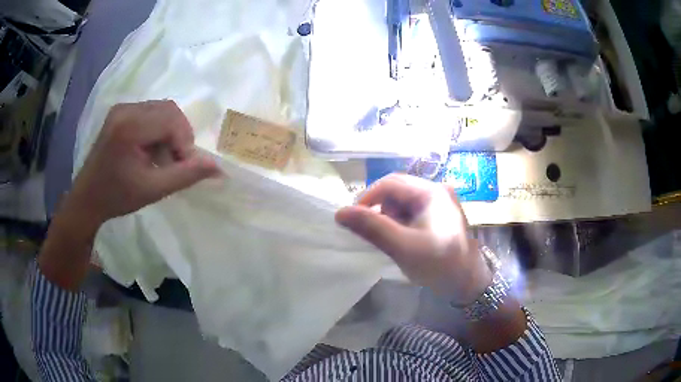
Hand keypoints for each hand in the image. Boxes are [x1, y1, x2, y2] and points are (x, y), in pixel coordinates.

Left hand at [65, 100, 219, 231]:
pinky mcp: (120, 112)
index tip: (180, 168)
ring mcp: (122, 108)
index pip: (172, 120)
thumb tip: (218, 167)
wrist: (87, 197)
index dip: (184, 143)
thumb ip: (185, 175)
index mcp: (129, 126)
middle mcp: (125, 109)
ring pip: (162, 110)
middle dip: (178, 136)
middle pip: (169, 110)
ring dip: (169, 133)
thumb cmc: (117, 197)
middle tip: (172, 163)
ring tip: (160, 158)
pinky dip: (158, 130)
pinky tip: (149, 150)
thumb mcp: (153, 190)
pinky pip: (150, 112)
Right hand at [336, 174, 491, 304]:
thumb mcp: (403, 247)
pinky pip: (412, 212)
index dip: (367, 197)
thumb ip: (372, 228)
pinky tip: (402, 241)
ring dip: (390, 218)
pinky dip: (400, 224)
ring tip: (390, 241)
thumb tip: (340, 212)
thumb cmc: (439, 265)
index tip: (352, 219)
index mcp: (431, 192)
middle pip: (397, 191)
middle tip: (372, 234)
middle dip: (380, 210)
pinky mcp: (439, 216)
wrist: (470, 284)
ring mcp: (440, 203)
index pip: (390, 183)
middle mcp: (437, 191)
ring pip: (403, 203)